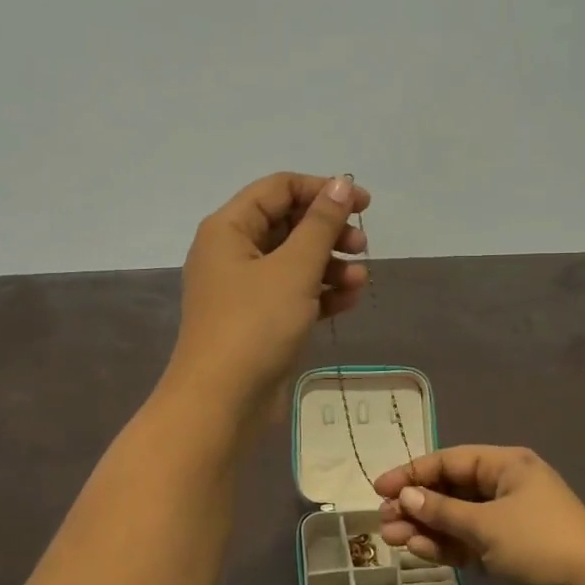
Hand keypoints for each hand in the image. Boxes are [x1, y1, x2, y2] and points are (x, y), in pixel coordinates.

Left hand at [165, 172, 370, 421]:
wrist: (222, 402)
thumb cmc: (255, 325)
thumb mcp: (294, 268)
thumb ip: (320, 224)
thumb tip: (340, 183)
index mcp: (228, 228)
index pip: (279, 189)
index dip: (322, 190)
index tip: (362, 205)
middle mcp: (231, 252)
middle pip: (287, 224)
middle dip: (328, 232)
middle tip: (362, 246)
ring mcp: (243, 289)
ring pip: (293, 262)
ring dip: (329, 266)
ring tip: (361, 280)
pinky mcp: (256, 320)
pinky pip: (292, 294)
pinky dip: (319, 293)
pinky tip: (349, 302)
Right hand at [374, 447, 584, 584]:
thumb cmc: (541, 542)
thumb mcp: (487, 523)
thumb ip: (442, 511)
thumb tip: (406, 497)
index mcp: (506, 466)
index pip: (450, 461)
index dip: (413, 473)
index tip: (380, 488)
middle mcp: (503, 489)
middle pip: (449, 490)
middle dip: (415, 504)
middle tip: (383, 519)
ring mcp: (504, 523)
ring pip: (454, 520)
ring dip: (424, 527)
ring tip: (391, 537)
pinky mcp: (505, 555)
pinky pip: (465, 544)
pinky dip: (443, 547)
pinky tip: (417, 550)